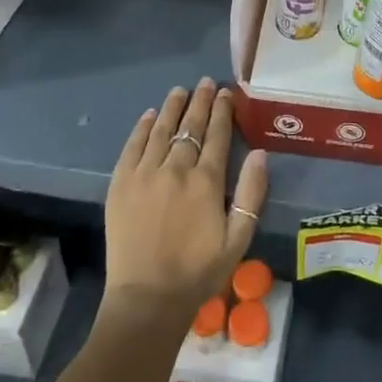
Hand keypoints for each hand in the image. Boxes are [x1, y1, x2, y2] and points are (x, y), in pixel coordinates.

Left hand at [103, 79, 267, 327]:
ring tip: (180, 90)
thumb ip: (252, 194)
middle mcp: (175, 169)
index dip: (222, 111)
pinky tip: (150, 116)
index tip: (226, 93)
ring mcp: (144, 174)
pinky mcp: (121, 184)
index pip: (217, 135)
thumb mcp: (239, 239)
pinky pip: (132, 146)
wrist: (147, 298)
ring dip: (172, 108)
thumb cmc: (199, 271)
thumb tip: (261, 154)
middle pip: (190, 127)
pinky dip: (142, 128)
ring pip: (161, 130)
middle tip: (205, 83)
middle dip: (200, 102)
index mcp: (206, 181)